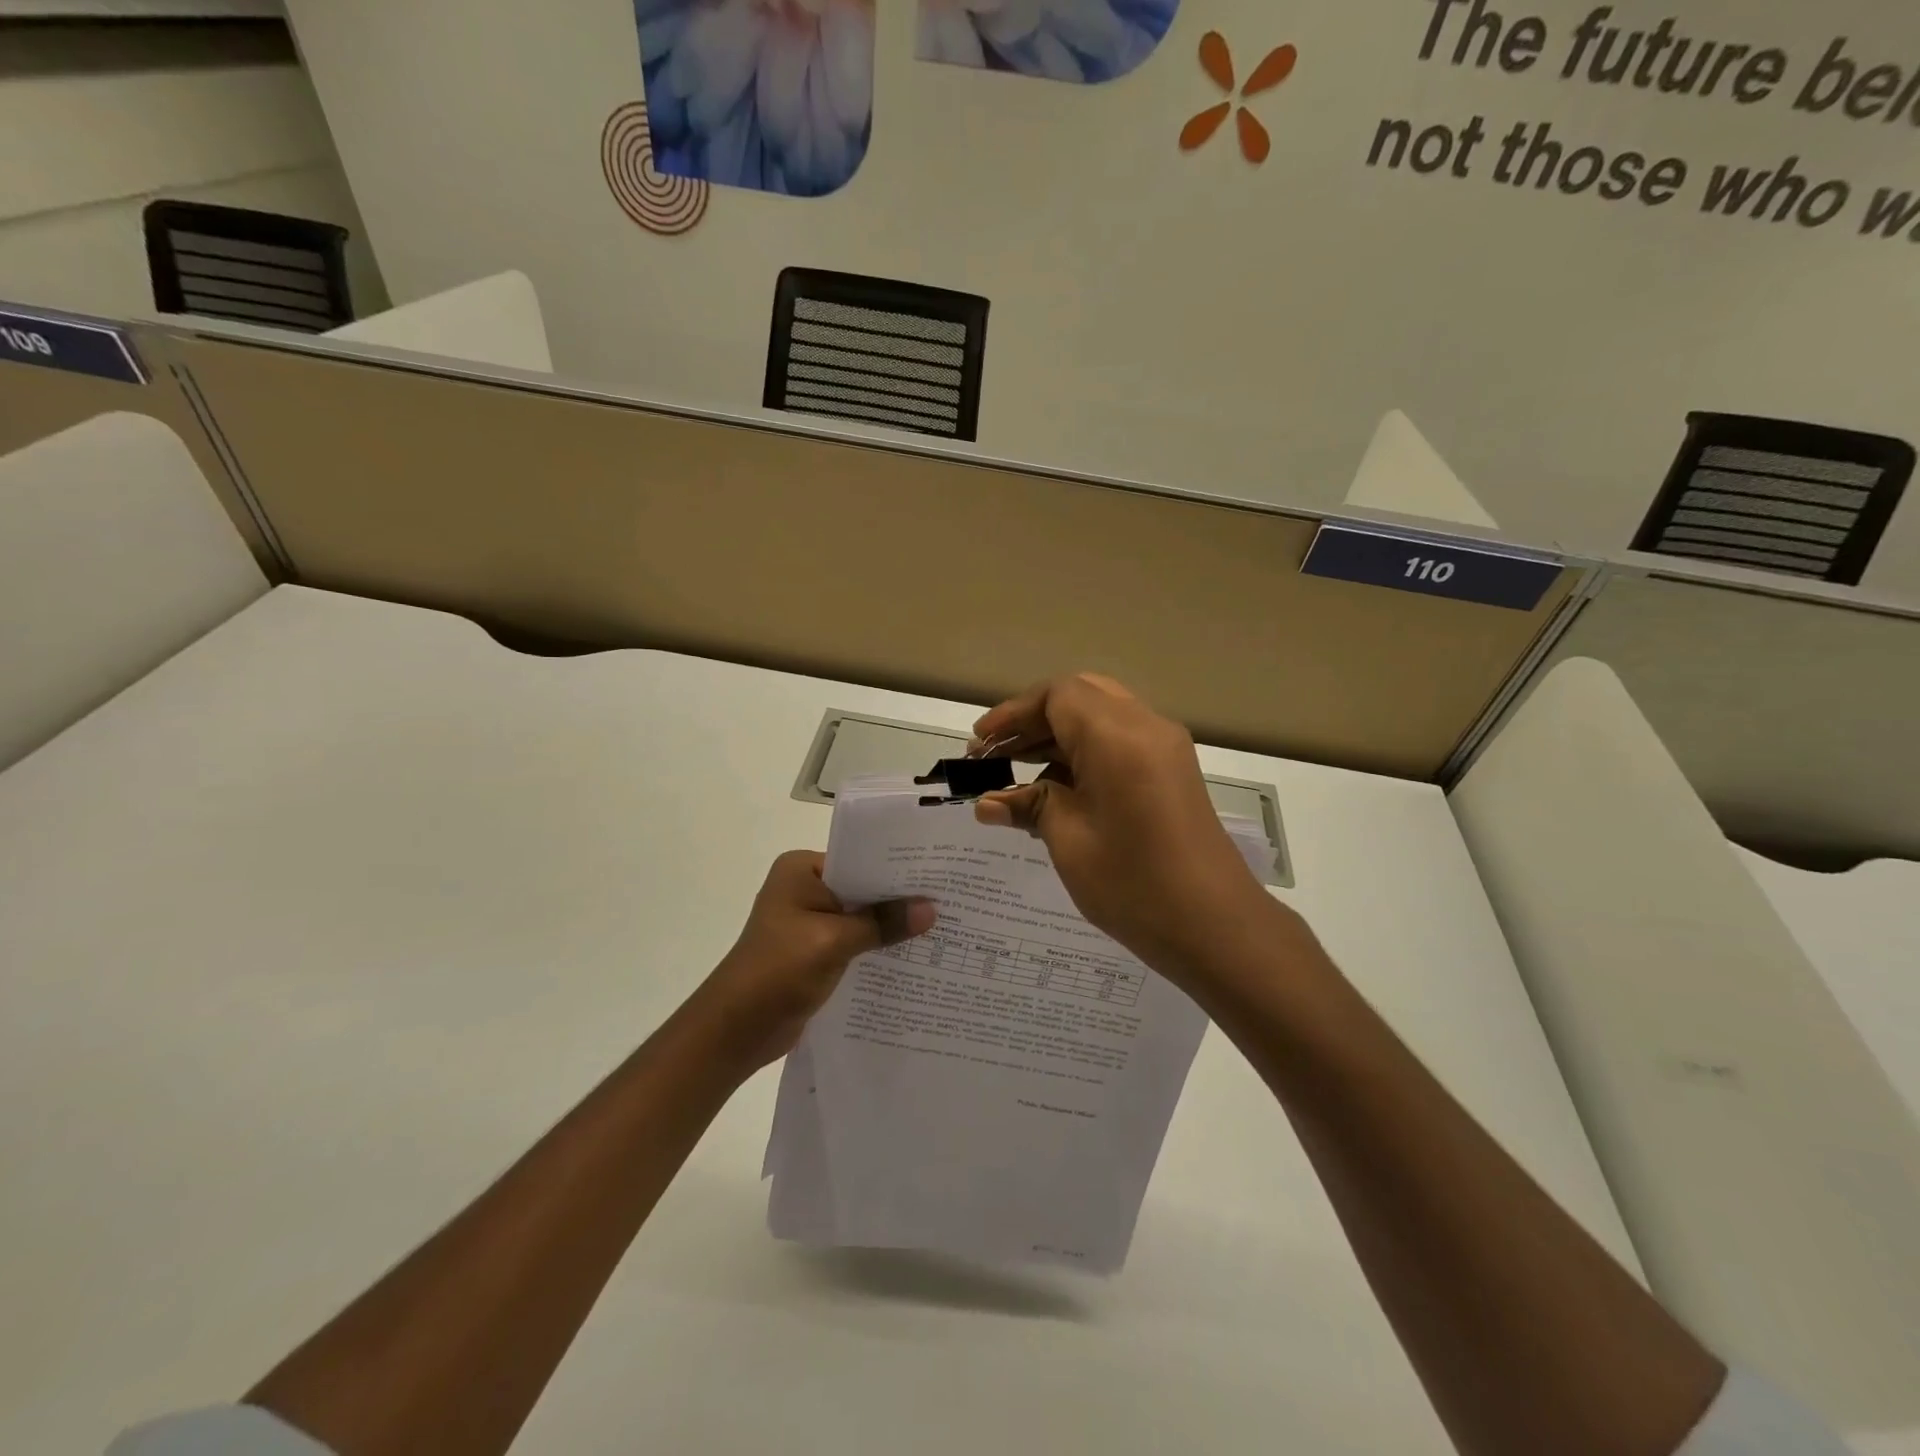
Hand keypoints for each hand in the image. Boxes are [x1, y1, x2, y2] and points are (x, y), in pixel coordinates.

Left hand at [691, 850, 935, 1072]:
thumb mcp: (834, 941)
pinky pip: (855, 942)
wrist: (736, 1030)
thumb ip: (882, 923)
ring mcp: (809, 922)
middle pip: (863, 889)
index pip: (859, 860)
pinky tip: (913, 956)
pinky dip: (877, 948)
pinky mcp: (815, 952)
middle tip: (949, 900)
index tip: (939, 874)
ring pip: (861, 917)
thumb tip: (930, 909)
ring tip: (942, 927)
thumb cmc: (778, 971)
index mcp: (802, 871)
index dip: (897, 869)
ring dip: (891, 927)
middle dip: (899, 899)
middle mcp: (805, 889)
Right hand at [971, 674, 1279, 980]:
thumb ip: (1030, 807)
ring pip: (1101, 717)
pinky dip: (1084, 753)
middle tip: (997, 754)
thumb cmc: (1134, 884)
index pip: (1058, 695)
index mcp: (1118, 736)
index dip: (1013, 713)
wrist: (1215, 926)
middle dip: (1033, 719)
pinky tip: (1055, 789)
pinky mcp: (1172, 771)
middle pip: (1080, 696)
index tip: (980, 744)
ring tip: (1017, 773)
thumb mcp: (1069, 841)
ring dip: (1058, 736)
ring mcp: (1165, 748)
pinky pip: (1120, 741)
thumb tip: (988, 803)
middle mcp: (1146, 727)